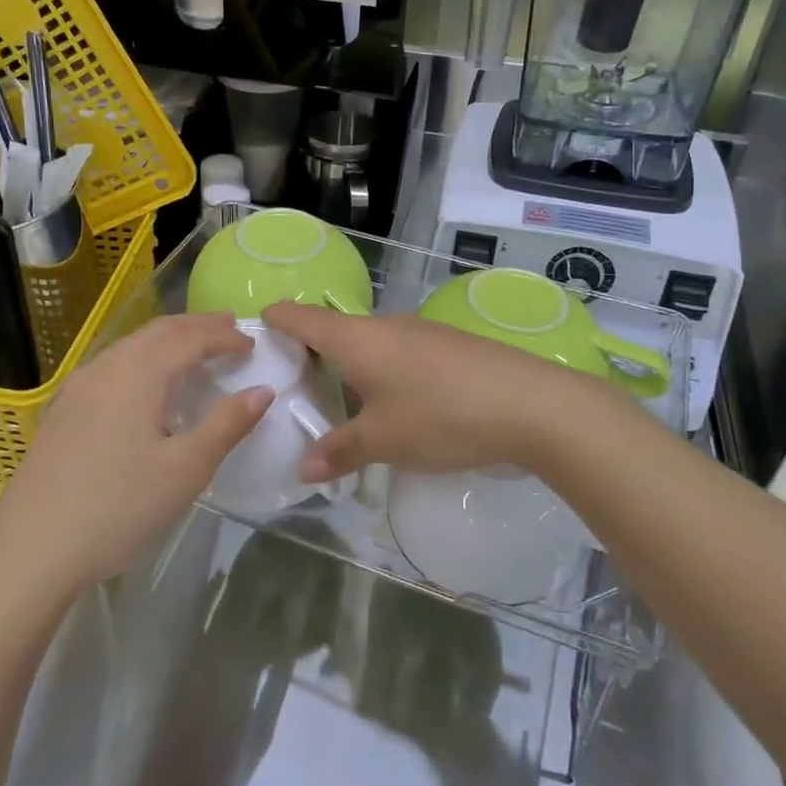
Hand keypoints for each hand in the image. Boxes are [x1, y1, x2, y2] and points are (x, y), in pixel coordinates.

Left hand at [0, 314, 272, 593]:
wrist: (31, 550)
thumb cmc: (118, 508)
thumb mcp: (186, 470)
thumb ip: (226, 425)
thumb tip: (262, 390)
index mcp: (138, 374)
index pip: (189, 338)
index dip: (224, 337)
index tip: (253, 344)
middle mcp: (105, 368)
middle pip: (158, 332)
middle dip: (196, 326)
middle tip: (228, 326)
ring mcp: (77, 387)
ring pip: (131, 345)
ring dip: (168, 339)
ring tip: (194, 346)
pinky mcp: (63, 410)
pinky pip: (112, 365)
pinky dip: (143, 357)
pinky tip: (146, 382)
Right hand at [261, 302, 596, 482]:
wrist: (532, 404)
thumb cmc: (442, 416)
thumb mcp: (384, 440)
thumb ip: (340, 451)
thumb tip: (305, 469)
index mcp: (356, 339)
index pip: (300, 315)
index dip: (273, 321)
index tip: (253, 339)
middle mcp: (383, 325)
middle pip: (332, 329)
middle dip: (308, 354)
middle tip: (290, 390)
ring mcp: (419, 332)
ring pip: (367, 342)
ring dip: (346, 365)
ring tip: (337, 402)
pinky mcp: (446, 345)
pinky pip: (396, 351)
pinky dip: (378, 370)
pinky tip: (391, 404)